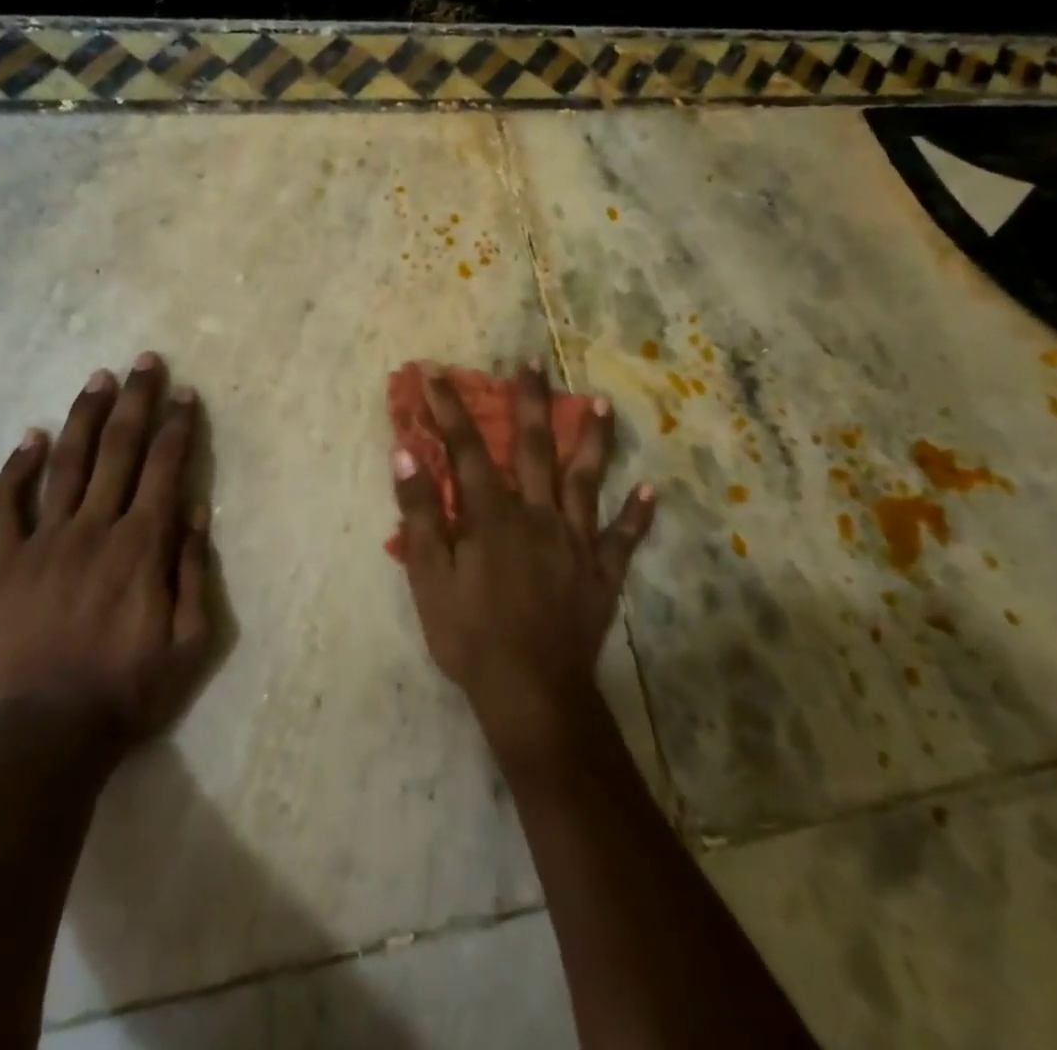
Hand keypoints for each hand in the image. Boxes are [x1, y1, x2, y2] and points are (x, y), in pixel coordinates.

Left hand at [0, 353, 212, 749]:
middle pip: (119, 449)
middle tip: (145, 361)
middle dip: (136, 400)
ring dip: (85, 416)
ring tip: (99, 378)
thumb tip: (195, 509)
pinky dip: (17, 468)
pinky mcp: (6, 564)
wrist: (46, 737)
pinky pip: (7, 506)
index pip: (165, 467)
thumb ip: (194, 571)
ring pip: (68, 463)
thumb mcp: (190, 642)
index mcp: (142, 546)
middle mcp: (95, 528)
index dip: (177, 425)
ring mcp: (45, 542)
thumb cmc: (128, 691)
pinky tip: (30, 436)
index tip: (184, 393)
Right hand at [391, 361, 654, 760]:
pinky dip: (637, 515)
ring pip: (586, 479)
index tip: (436, 374)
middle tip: (532, 362)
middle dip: (529, 401)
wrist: (532, 694)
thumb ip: (419, 513)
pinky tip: (650, 491)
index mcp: (493, 515)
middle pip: (534, 447)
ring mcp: (576, 542)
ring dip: (592, 438)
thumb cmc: (470, 637)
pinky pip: (623, 539)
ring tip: (600, 402)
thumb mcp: (429, 577)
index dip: (449, 409)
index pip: (467, 449)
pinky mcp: (602, 573)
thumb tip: (406, 453)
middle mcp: (538, 515)